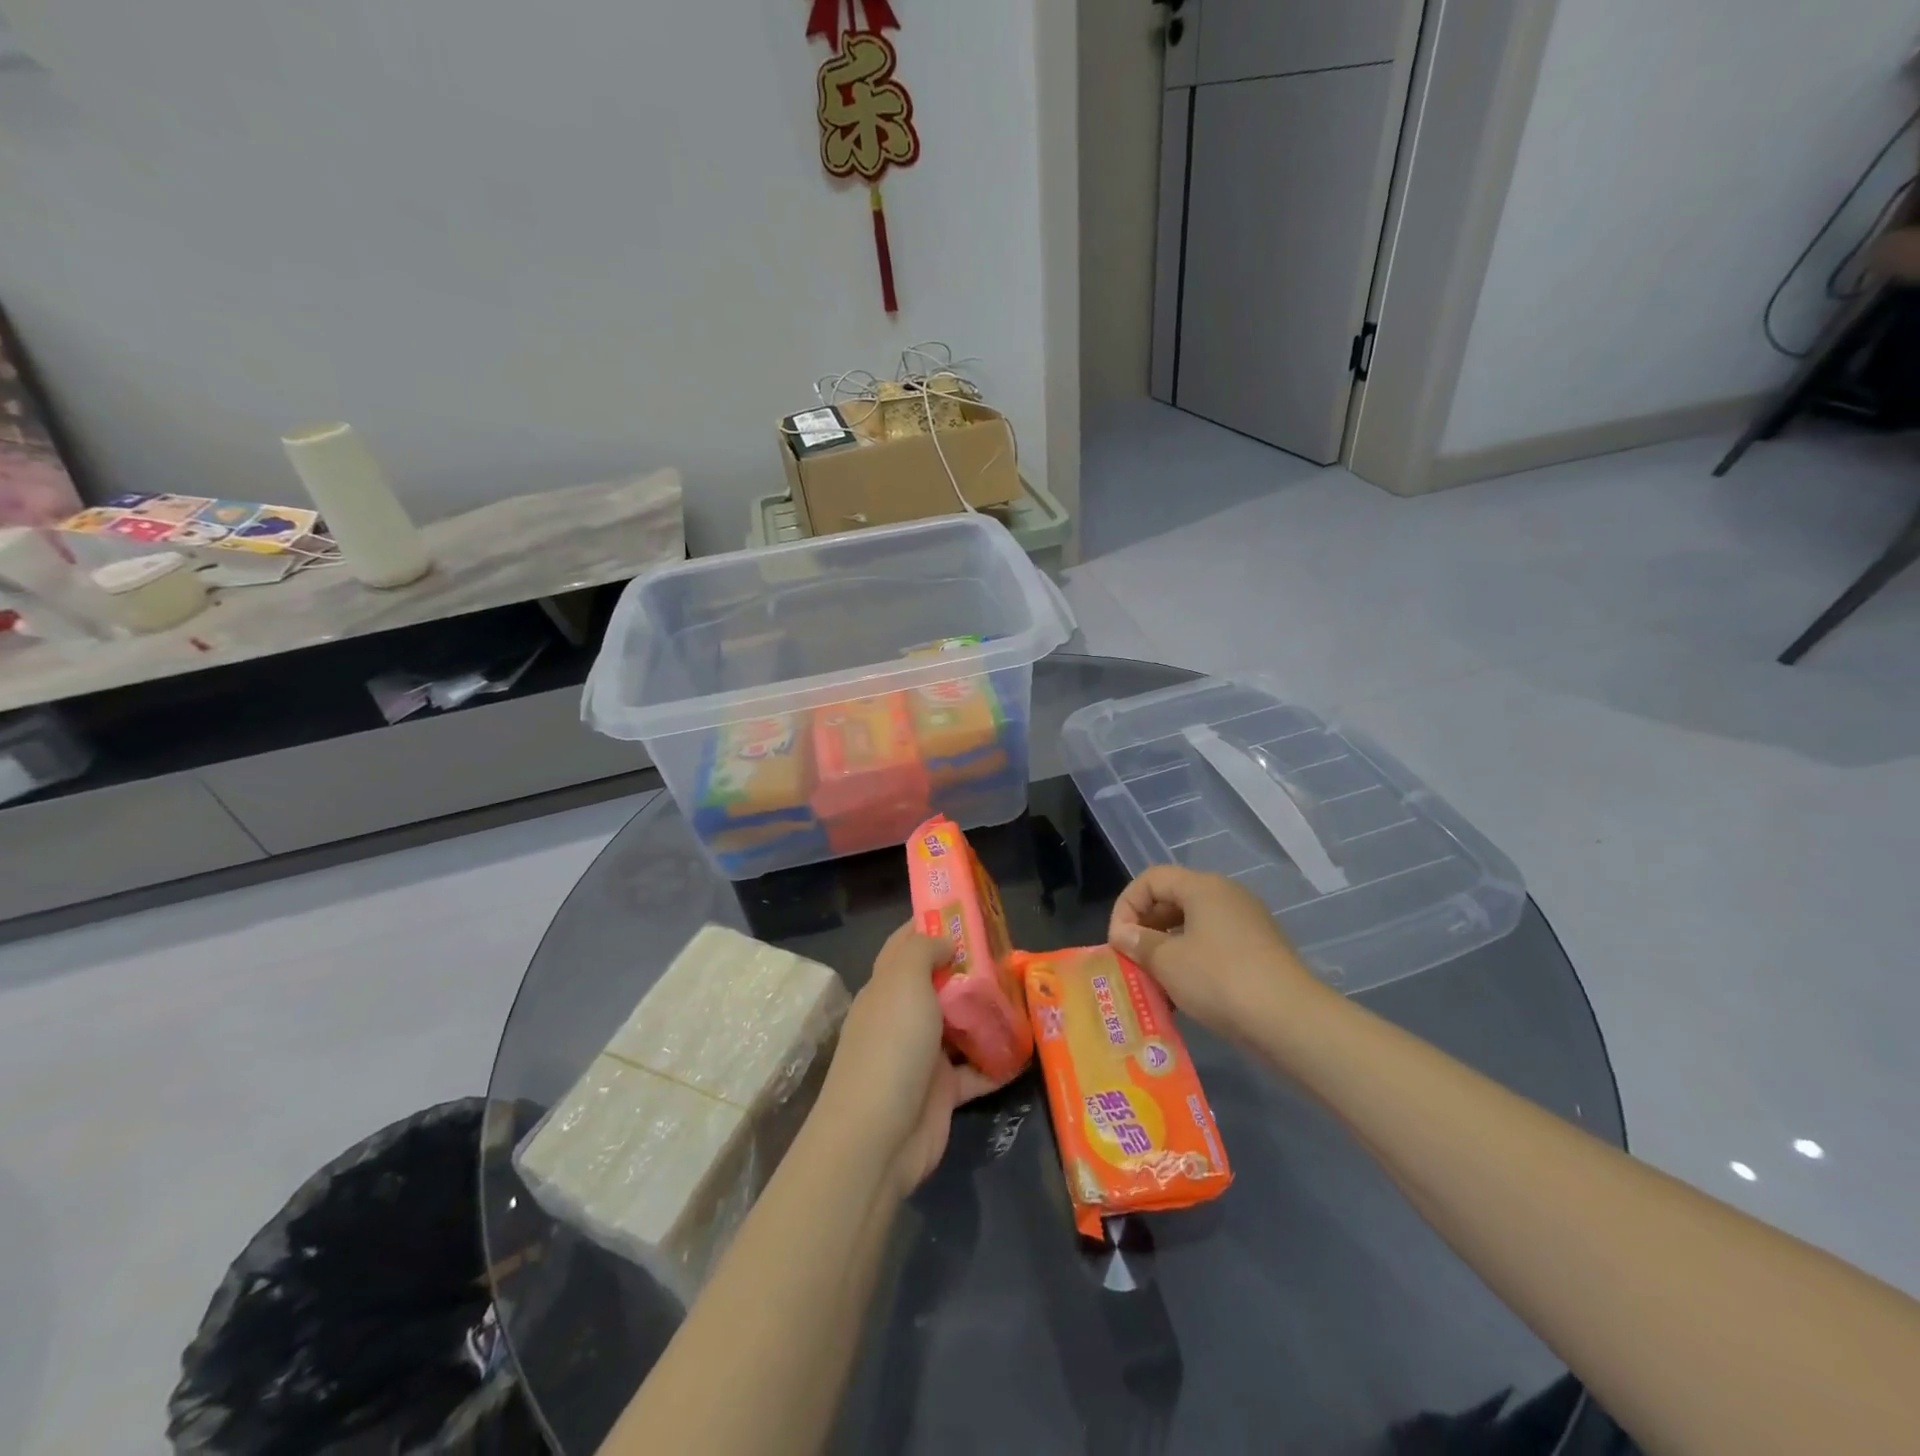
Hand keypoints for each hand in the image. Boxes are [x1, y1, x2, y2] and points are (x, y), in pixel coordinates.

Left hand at [816, 923, 1006, 1198]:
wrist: (877, 1138)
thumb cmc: (890, 1046)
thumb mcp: (902, 981)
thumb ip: (923, 950)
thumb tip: (945, 942)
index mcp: (886, 987)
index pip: (907, 944)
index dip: (934, 923)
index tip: (972, 910)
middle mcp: (903, 1016)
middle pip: (941, 983)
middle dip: (973, 969)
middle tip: (1013, 955)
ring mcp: (923, 1055)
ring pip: (962, 1025)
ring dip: (990, 1014)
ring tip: (1028, 995)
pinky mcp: (943, 1092)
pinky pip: (977, 1070)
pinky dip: (999, 1062)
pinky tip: (1029, 1049)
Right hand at [1108, 866, 1318, 1036]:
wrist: (1289, 1020)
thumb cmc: (1219, 979)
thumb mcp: (1167, 961)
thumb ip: (1139, 943)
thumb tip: (1124, 935)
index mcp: (1203, 887)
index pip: (1151, 879)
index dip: (1126, 905)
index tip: (1118, 941)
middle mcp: (1227, 896)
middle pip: (1173, 899)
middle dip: (1146, 928)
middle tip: (1132, 959)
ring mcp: (1247, 923)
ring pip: (1193, 926)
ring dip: (1167, 949)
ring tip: (1154, 981)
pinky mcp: (1259, 951)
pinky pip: (1214, 946)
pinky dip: (1192, 962)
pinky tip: (1183, 994)